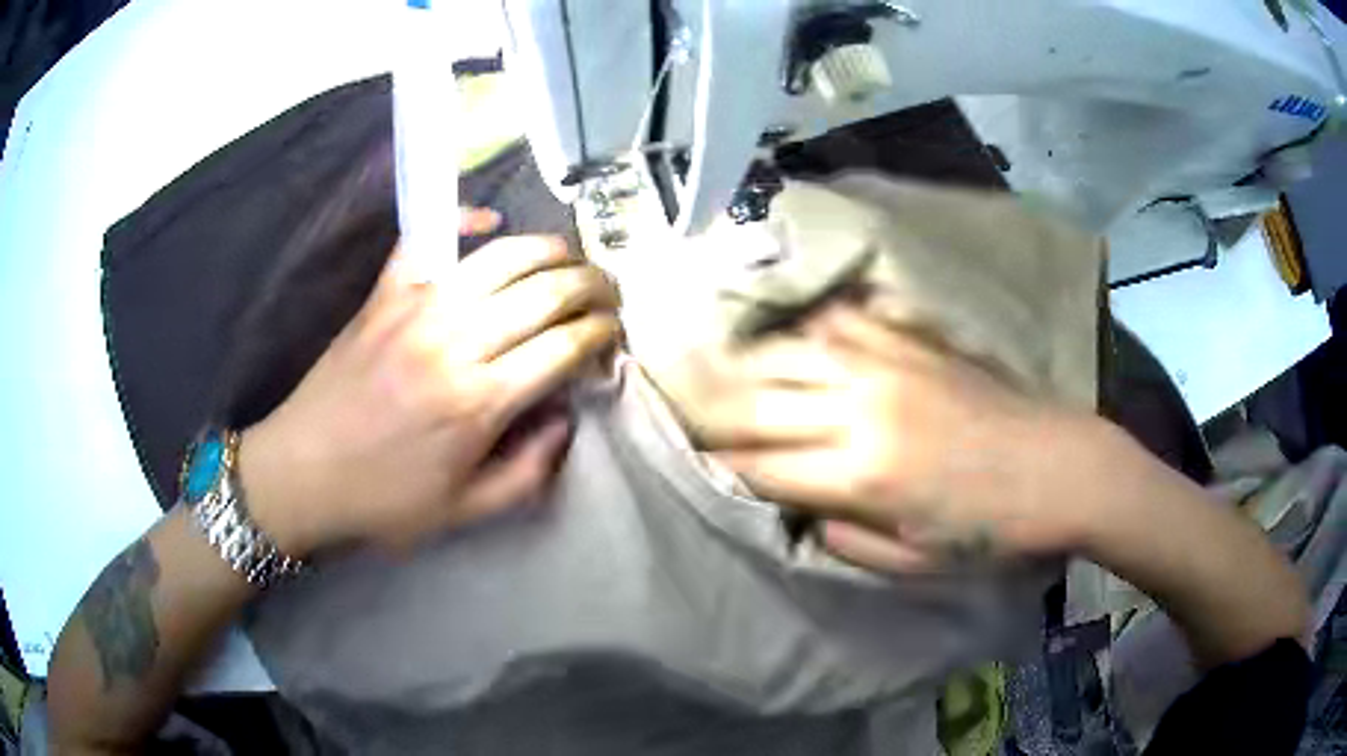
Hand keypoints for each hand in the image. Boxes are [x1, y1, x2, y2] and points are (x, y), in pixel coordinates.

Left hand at [239, 210, 621, 554]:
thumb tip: (565, 418)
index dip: (602, 334)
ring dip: (549, 249)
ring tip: (570, 259)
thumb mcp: (465, 511)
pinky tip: (488, 220)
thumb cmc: (383, 499)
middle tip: (609, 293)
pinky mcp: (384, 294)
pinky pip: (429, 239)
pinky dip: (464, 219)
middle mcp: (455, 342)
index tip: (613, 337)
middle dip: (594, 286)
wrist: (302, 472)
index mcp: (479, 403)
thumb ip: (529, 472)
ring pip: (501, 255)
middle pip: (545, 291)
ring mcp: (416, 308)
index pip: (564, 346)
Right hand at [701, 305, 1093, 572]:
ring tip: (715, 361)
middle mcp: (863, 410)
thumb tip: (803, 511)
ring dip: (747, 360)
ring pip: (792, 351)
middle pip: (760, 401)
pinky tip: (795, 334)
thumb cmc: (992, 529)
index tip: (696, 460)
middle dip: (710, 407)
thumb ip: (848, 540)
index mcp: (863, 475)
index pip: (763, 465)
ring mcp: (889, 365)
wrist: (1062, 467)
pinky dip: (810, 327)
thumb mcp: (916, 562)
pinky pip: (844, 322)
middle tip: (677, 402)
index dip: (723, 465)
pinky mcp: (914, 342)